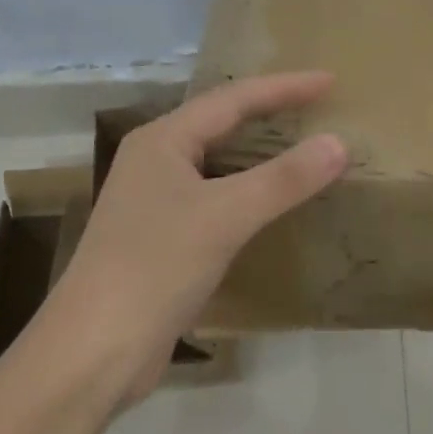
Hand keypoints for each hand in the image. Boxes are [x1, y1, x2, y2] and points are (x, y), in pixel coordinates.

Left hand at [38, 71, 347, 406]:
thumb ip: (284, 178)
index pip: (233, 99)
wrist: (94, 351)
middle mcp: (156, 161)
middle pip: (223, 124)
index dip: (284, 87)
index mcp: (163, 140)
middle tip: (319, 107)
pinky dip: (250, 191)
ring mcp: (156, 200)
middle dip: (270, 112)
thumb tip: (338, 142)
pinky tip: (274, 202)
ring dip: (262, 153)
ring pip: (219, 162)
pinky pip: (217, 197)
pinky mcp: (163, 237)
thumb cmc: (155, 267)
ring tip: (304, 145)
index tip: (330, 81)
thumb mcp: (225, 216)